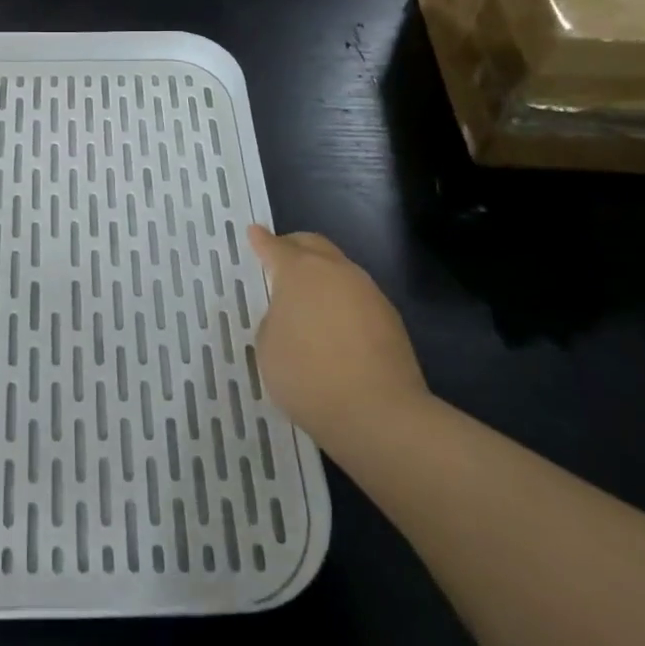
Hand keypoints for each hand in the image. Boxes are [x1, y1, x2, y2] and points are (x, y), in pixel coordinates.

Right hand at [248, 225, 428, 448]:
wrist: (379, 413)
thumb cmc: (308, 376)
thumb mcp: (268, 347)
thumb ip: (274, 320)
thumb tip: (292, 315)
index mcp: (299, 272)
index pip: (275, 247)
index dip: (261, 240)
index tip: (254, 232)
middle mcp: (336, 271)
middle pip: (313, 246)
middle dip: (294, 248)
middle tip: (280, 259)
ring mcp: (367, 292)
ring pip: (339, 270)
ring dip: (321, 277)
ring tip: (308, 301)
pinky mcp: (390, 317)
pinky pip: (357, 297)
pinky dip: (341, 302)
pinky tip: (334, 328)